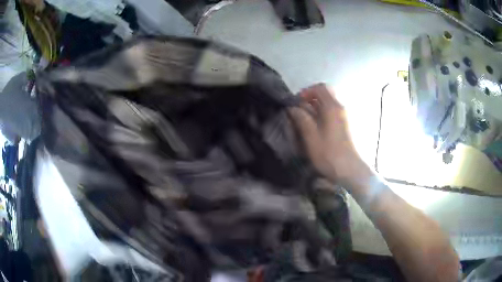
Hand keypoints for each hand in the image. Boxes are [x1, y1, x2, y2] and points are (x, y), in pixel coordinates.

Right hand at [289, 84, 366, 184]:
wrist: (351, 170)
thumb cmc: (330, 154)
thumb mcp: (311, 137)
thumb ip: (302, 119)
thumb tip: (293, 107)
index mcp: (333, 107)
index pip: (320, 88)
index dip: (306, 92)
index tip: (297, 103)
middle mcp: (341, 107)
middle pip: (326, 94)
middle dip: (311, 99)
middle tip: (301, 111)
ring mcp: (346, 116)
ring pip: (330, 103)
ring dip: (317, 107)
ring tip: (307, 121)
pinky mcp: (348, 125)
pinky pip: (334, 112)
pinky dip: (324, 114)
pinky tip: (318, 128)